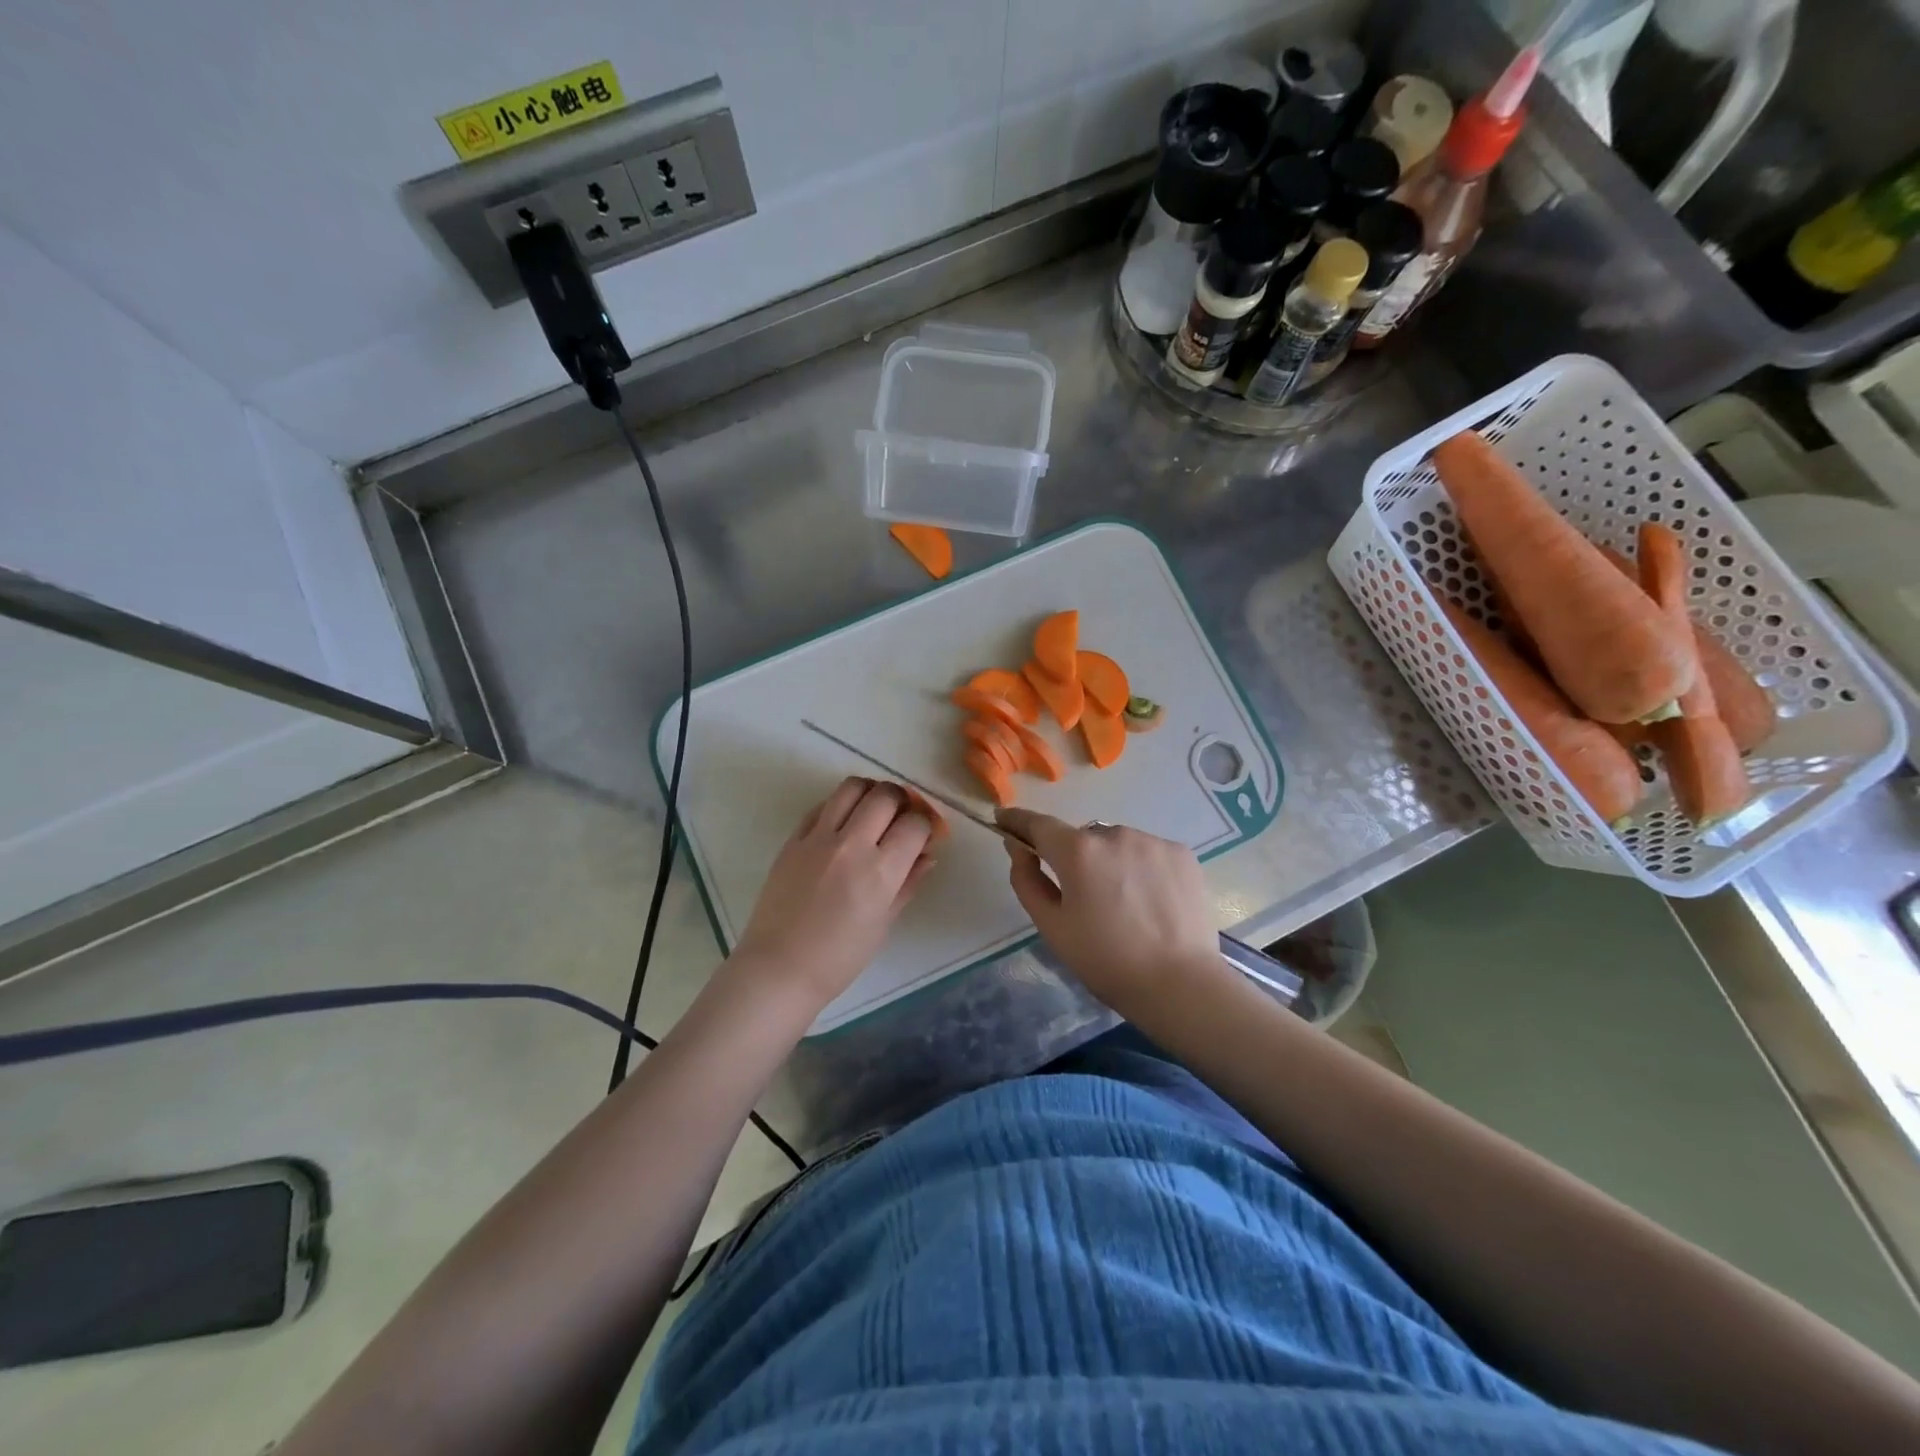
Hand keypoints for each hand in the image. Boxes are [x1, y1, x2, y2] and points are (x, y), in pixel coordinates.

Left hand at [730, 777, 936, 1008]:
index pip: (914, 825)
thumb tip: (927, 856)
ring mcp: (818, 838)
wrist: (779, 968)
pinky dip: (839, 805)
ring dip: (870, 792)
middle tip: (901, 818)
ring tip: (872, 811)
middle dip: (902, 802)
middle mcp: (851, 844)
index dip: (926, 825)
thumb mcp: (883, 923)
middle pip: (886, 796)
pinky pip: (822, 805)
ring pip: (851, 787)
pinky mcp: (793, 838)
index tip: (923, 835)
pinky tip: (843, 823)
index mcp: (880, 871)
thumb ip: (908, 883)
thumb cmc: (839, 958)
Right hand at [998, 808, 1225, 1019]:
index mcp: (1078, 852)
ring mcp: (1152, 841)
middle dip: (1075, 858)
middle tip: (1084, 899)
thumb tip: (1018, 847)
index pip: (1038, 824)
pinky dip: (1141, 869)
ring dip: (1111, 862)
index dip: (1017, 820)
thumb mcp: (1052, 927)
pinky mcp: (1182, 854)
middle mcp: (1115, 834)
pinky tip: (1151, 902)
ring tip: (1124, 905)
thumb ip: (1027, 880)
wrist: (1180, 985)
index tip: (1003, 819)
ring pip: (1117, 844)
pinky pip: (1148, 852)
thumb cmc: (1106, 961)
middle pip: (1082, 839)